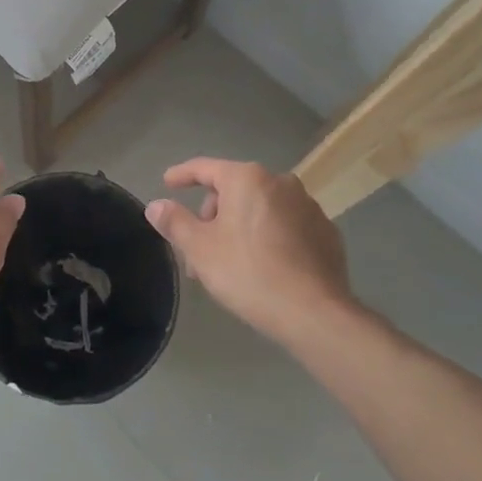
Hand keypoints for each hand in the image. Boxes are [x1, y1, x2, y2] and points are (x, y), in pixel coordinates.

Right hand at [145, 158, 351, 346]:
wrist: (314, 313)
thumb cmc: (249, 273)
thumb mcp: (200, 249)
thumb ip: (175, 222)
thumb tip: (155, 205)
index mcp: (247, 179)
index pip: (205, 168)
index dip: (182, 175)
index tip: (168, 182)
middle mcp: (280, 183)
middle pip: (234, 189)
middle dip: (213, 214)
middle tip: (199, 248)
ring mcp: (308, 207)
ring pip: (261, 208)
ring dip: (240, 226)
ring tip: (229, 261)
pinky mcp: (325, 232)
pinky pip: (286, 225)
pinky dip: (269, 236)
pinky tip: (264, 265)